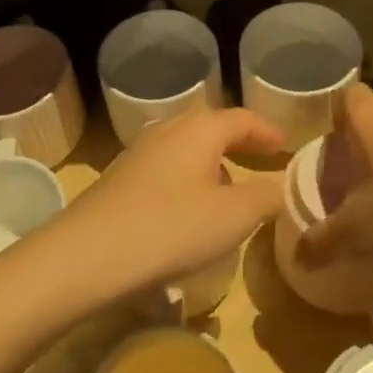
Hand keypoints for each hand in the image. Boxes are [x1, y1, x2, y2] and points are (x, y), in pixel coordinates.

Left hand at [45, 107, 285, 302]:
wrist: (88, 254)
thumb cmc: (171, 228)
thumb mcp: (233, 217)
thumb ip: (265, 198)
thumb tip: (278, 187)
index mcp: (200, 129)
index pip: (242, 118)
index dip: (266, 131)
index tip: (284, 146)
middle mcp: (168, 129)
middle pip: (209, 125)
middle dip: (236, 141)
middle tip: (258, 158)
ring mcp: (139, 152)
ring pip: (184, 145)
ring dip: (210, 160)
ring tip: (226, 188)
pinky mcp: (119, 177)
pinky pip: (164, 167)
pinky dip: (186, 178)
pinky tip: (186, 209)